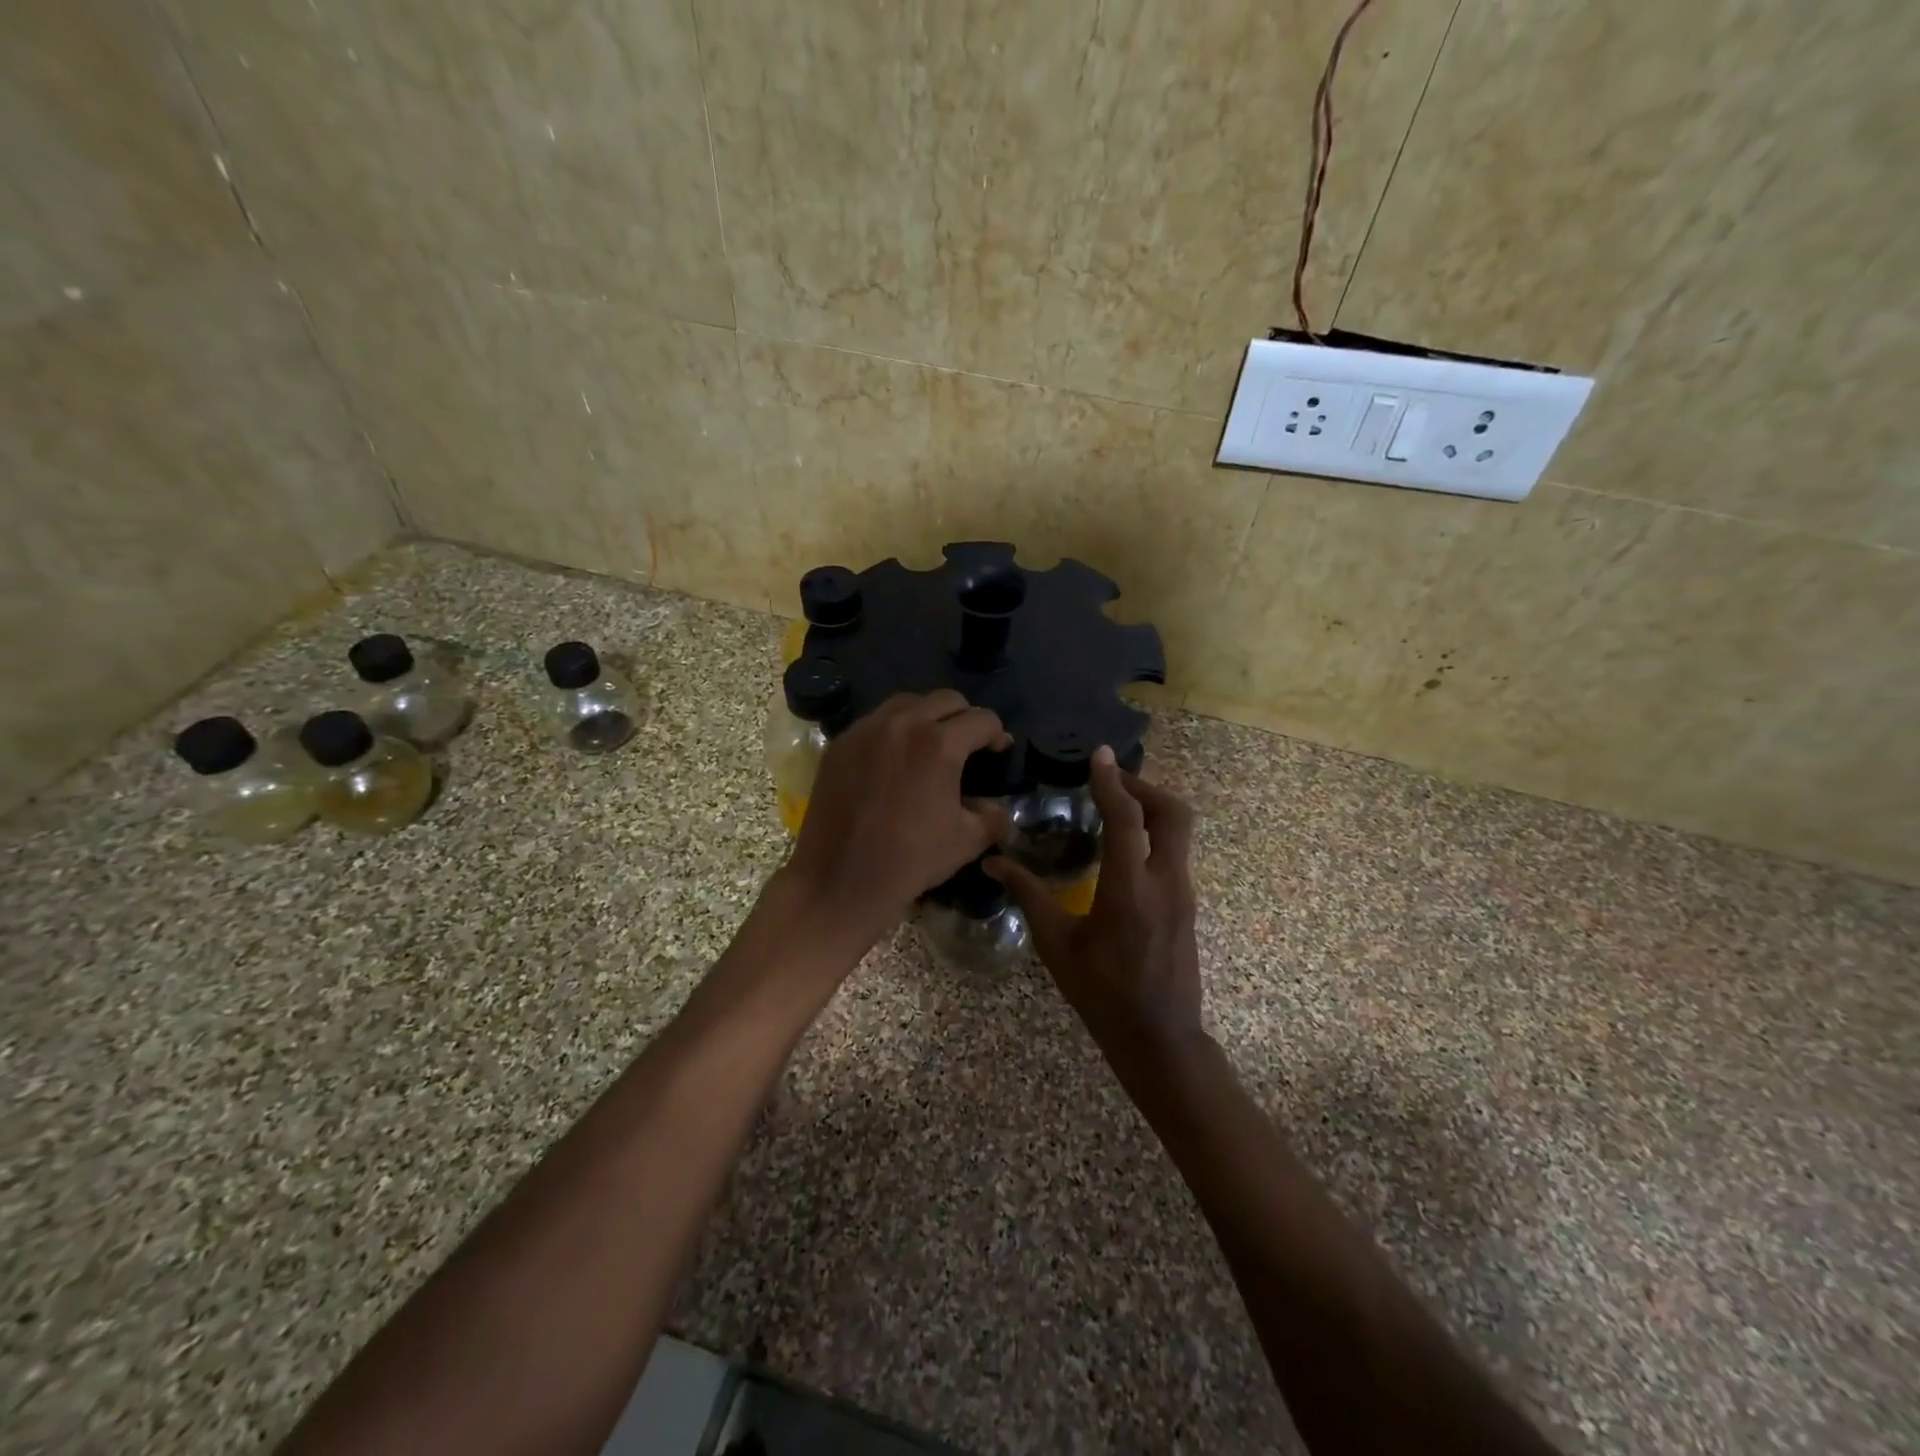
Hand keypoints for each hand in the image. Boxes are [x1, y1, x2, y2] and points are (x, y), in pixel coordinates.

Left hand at [780, 691, 1011, 954]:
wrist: (840, 880)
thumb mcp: (967, 841)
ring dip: (928, 716)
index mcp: (939, 744)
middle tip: (968, 746)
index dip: (998, 734)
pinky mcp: (840, 744)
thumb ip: (993, 815)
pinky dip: (893, 730)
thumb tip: (995, 804)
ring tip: (929, 745)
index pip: (982, 719)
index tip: (998, 752)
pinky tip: (894, 759)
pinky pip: (875, 721)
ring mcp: (866, 730)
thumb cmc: (909, 861)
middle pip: (946, 699)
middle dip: (965, 718)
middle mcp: (902, 724)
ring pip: (907, 702)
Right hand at [988, 747, 1203, 1068]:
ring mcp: (1184, 893)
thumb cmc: (1103, 994)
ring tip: (1115, 805)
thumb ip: (1029, 896)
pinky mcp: (1188, 905)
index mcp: (1130, 890)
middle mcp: (1166, 882)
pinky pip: (1177, 852)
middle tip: (1110, 781)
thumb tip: (993, 863)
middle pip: (1173, 812)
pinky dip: (1156, 832)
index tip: (1098, 755)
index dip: (1112, 782)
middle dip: (1144, 786)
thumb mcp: (1057, 945)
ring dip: (1152, 807)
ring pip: (1180, 830)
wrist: (1161, 1039)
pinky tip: (1126, 845)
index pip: (1127, 818)